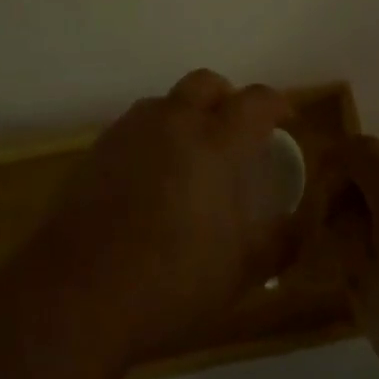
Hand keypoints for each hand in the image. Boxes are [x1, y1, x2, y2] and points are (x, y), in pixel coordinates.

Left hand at [23, 70, 297, 362]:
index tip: (285, 119)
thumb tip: (302, 221)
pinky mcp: (97, 150)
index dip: (276, 103)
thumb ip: (281, 241)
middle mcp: (174, 122)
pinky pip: (135, 128)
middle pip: (206, 84)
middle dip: (226, 98)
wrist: (76, 295)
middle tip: (235, 132)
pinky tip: (151, 180)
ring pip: (166, 102)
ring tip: (191, 156)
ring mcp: (130, 132)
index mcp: (216, 142)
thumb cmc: (172, 281)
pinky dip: (153, 139)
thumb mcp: (242, 271)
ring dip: (186, 116)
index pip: (255, 100)